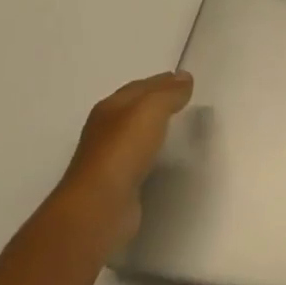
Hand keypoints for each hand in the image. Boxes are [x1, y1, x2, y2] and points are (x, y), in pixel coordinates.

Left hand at [59, 71, 193, 244]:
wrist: (100, 207)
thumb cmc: (123, 152)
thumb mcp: (150, 111)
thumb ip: (168, 93)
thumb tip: (184, 77)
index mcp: (110, 108)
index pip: (139, 87)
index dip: (162, 81)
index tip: (186, 80)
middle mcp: (106, 130)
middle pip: (134, 108)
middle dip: (157, 101)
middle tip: (185, 100)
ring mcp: (110, 158)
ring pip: (136, 134)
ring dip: (154, 127)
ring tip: (180, 125)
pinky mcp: (118, 183)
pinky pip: (140, 158)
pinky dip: (153, 151)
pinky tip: (165, 156)